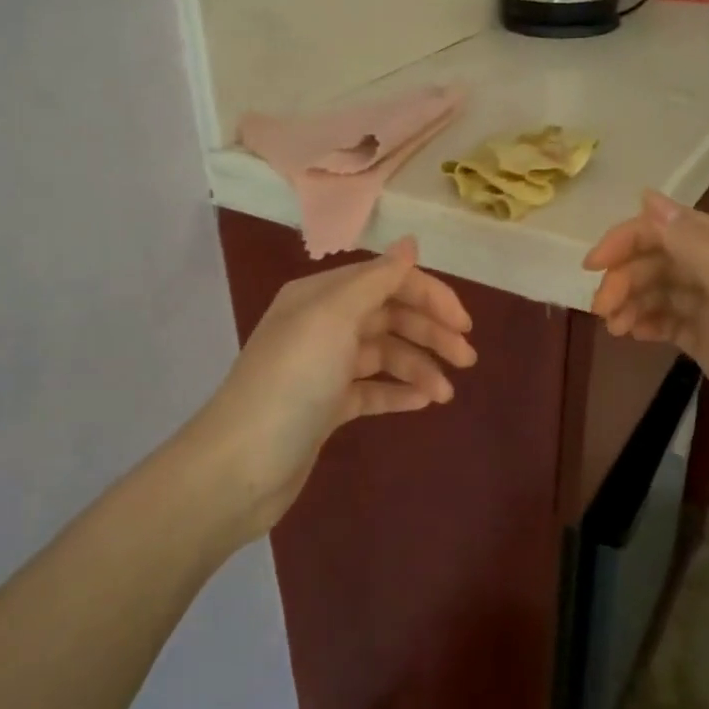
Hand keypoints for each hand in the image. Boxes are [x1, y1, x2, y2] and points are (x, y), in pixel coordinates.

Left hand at [186, 237, 475, 543]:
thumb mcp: (333, 318)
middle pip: (387, 316)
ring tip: (446, 394)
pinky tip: (424, 402)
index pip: (385, 280)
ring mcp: (323, 367)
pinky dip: (398, 392)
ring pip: (383, 354)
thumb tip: (409, 244)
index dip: (428, 295)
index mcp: (320, 296)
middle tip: (467, 359)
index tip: (464, 324)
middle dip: (429, 332)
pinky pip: (371, 389)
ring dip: (419, 366)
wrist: (241, 465)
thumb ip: (376, 279)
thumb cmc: (292, 381)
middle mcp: (321, 325)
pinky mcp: (325, 406)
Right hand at [583, 192, 708, 503]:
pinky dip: (646, 321)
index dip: (629, 239)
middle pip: (664, 258)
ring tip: (612, 329)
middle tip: (600, 309)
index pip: (675, 227)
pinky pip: (669, 320)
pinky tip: (629, 335)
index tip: (592, 267)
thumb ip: (697, 246)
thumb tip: (648, 198)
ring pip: (662, 289)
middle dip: (627, 277)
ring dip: (631, 301)